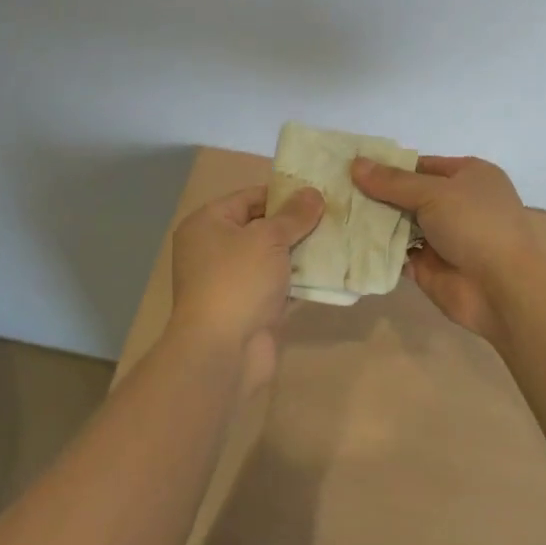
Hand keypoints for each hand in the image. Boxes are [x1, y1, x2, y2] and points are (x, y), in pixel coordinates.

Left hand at [169, 184, 323, 391]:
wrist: (223, 352)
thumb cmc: (238, 281)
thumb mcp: (268, 238)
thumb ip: (293, 215)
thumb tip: (313, 192)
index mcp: (207, 224)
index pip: (250, 196)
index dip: (284, 193)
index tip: (318, 192)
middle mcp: (214, 249)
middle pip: (261, 226)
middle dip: (295, 222)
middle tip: (333, 214)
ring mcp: (231, 280)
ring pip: (272, 256)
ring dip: (300, 250)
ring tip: (338, 238)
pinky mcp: (249, 307)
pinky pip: (277, 283)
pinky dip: (298, 278)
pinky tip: (328, 270)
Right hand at [349, 154, 539, 341]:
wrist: (504, 289)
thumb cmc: (476, 225)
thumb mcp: (434, 193)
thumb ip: (393, 182)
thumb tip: (356, 164)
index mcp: (469, 176)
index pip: (421, 165)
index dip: (389, 166)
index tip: (353, 167)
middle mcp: (458, 203)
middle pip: (410, 194)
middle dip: (378, 195)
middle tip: (335, 190)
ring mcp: (445, 237)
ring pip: (402, 224)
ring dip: (375, 222)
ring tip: (335, 213)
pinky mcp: (431, 267)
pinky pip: (399, 253)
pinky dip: (378, 250)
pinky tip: (347, 243)